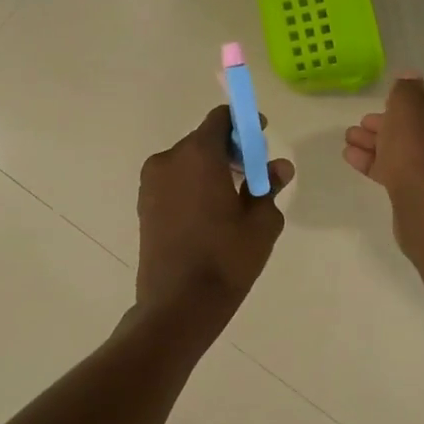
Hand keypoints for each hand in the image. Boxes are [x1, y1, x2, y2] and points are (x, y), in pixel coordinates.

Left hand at [136, 106, 293, 334]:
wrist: (178, 305)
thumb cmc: (226, 258)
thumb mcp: (261, 222)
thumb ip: (269, 186)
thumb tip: (279, 167)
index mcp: (198, 154)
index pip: (221, 119)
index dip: (243, 123)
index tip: (260, 137)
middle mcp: (168, 160)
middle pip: (203, 139)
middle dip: (230, 149)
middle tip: (254, 172)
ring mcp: (151, 183)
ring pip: (188, 162)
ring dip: (211, 168)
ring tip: (235, 197)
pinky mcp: (144, 206)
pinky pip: (175, 182)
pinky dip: (194, 185)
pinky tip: (211, 213)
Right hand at [343, 72, 423, 198]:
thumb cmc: (420, 147)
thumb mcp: (406, 106)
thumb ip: (406, 87)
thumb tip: (411, 77)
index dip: (409, 101)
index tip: (386, 105)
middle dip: (389, 125)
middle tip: (363, 124)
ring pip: (414, 152)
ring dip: (380, 144)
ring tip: (350, 140)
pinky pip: (410, 174)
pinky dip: (384, 165)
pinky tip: (354, 158)